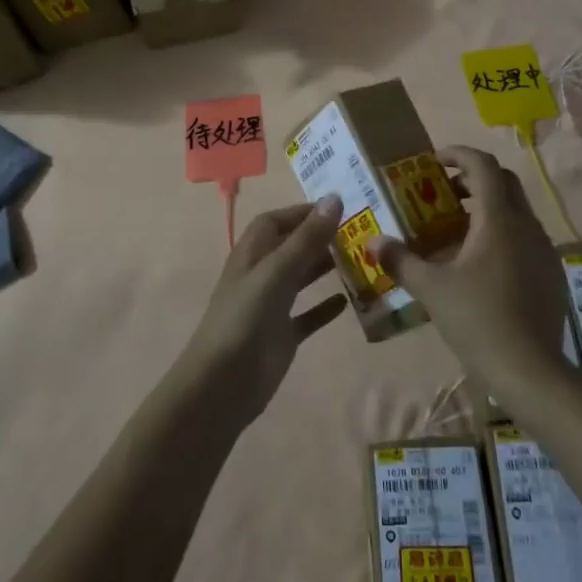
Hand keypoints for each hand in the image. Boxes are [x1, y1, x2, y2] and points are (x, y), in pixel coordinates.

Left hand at [181, 197, 347, 417]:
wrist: (223, 383)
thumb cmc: (245, 318)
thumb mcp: (277, 271)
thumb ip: (307, 238)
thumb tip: (334, 198)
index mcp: (252, 254)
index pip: (276, 221)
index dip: (302, 212)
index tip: (337, 208)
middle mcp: (261, 275)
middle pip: (291, 247)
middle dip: (319, 238)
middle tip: (357, 234)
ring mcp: (271, 307)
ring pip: (301, 278)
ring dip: (325, 268)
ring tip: (359, 260)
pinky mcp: (281, 335)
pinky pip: (307, 315)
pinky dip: (325, 307)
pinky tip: (349, 302)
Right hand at [370, 147, 571, 398]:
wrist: (530, 371)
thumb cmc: (477, 319)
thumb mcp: (431, 289)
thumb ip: (401, 260)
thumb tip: (373, 242)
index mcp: (498, 219)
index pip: (483, 165)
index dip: (458, 154)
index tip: (434, 161)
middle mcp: (526, 225)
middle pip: (504, 182)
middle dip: (473, 179)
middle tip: (444, 193)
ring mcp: (544, 249)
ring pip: (516, 211)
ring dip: (488, 208)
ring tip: (456, 230)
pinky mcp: (551, 273)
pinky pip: (525, 238)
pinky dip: (502, 234)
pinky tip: (481, 264)